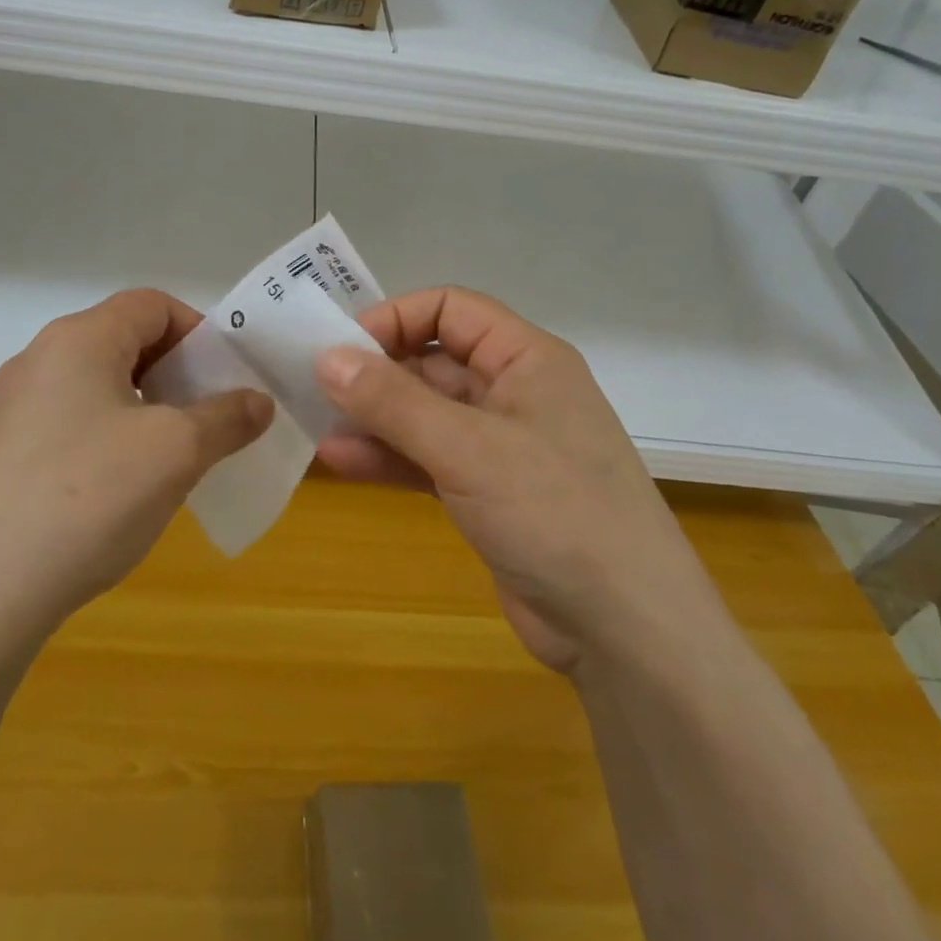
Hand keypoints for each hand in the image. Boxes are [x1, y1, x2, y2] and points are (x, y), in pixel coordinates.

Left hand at [0, 290, 272, 636]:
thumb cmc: (88, 499)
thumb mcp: (176, 453)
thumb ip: (226, 418)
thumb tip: (258, 402)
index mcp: (78, 340)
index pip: (152, 305)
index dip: (198, 332)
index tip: (225, 379)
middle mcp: (36, 360)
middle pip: (121, 342)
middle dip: (173, 375)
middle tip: (205, 420)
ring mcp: (7, 409)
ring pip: (93, 387)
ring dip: (140, 410)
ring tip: (166, 460)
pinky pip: (64, 426)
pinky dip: (102, 440)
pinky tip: (112, 495)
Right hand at [315, 288, 716, 676]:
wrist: (626, 630)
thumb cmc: (554, 511)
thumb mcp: (466, 447)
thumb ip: (393, 401)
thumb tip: (327, 357)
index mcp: (526, 358)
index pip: (451, 310)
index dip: (395, 319)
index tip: (342, 346)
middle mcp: (514, 391)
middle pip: (433, 362)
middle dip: (376, 373)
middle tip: (314, 387)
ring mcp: (500, 444)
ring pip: (425, 413)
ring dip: (375, 418)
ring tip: (317, 424)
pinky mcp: (487, 491)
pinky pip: (428, 458)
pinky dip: (389, 457)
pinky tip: (340, 461)